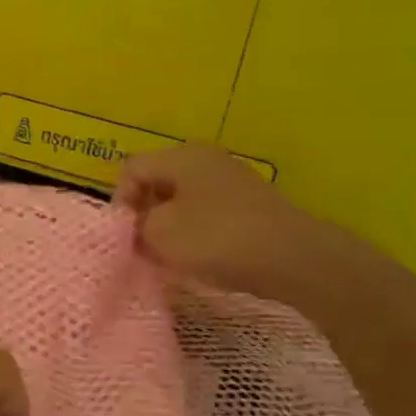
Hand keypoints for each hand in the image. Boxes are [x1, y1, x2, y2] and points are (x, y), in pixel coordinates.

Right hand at [115, 144, 377, 308]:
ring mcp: (231, 181)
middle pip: (157, 181)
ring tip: (170, 258)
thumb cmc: (218, 239)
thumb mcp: (161, 233)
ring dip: (169, 227)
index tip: (126, 235)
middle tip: (143, 248)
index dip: (120, 201)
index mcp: (181, 156)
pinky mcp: (249, 206)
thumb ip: (137, 226)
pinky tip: (200, 258)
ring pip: (182, 200)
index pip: (131, 168)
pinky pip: (207, 213)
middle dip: (144, 215)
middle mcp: (206, 159)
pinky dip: (196, 233)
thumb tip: (137, 226)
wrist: (295, 259)